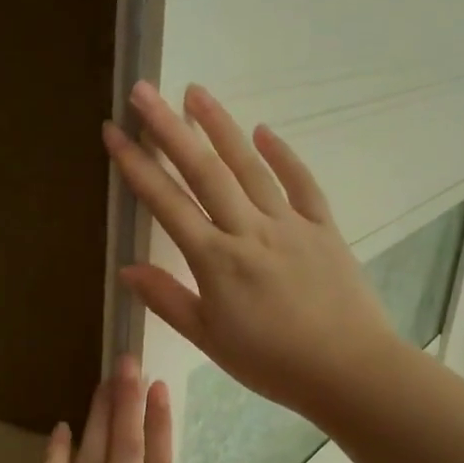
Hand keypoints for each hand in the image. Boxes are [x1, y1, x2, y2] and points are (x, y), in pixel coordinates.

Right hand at [103, 81, 399, 424]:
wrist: (349, 371)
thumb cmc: (272, 363)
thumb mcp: (210, 339)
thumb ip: (168, 300)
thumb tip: (127, 270)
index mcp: (216, 260)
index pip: (167, 204)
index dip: (137, 166)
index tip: (114, 132)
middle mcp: (249, 230)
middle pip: (204, 171)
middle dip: (169, 129)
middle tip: (143, 91)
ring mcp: (289, 224)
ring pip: (249, 166)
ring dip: (220, 127)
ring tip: (195, 92)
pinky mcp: (323, 227)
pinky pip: (301, 183)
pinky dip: (281, 154)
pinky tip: (262, 131)